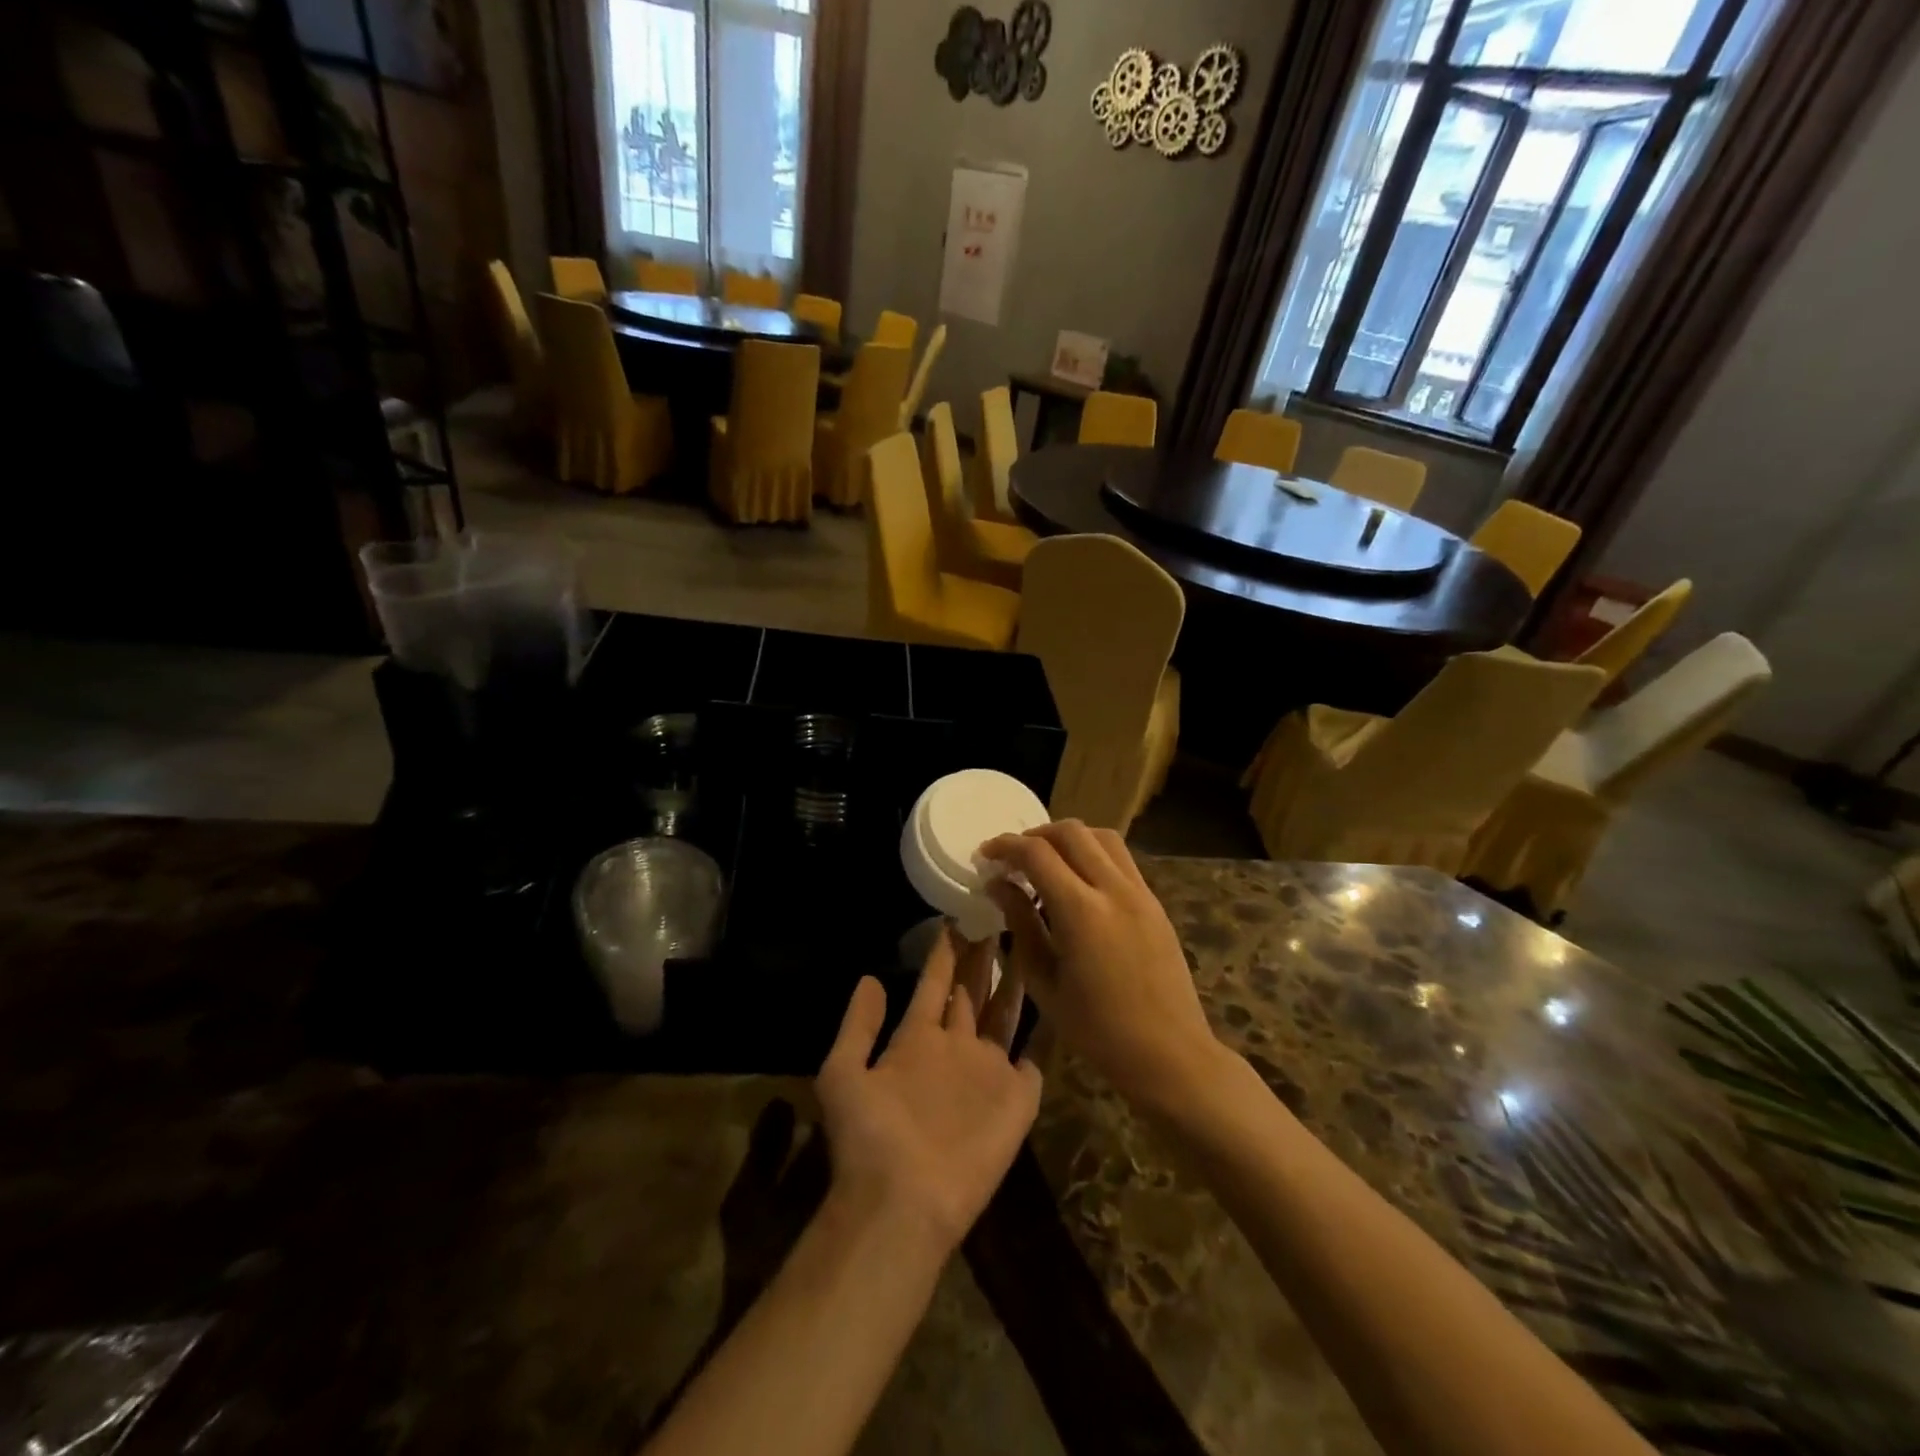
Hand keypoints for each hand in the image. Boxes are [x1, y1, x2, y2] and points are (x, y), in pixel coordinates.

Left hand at [816, 927, 1041, 1255]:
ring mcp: (989, 1070)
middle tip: (1001, 911)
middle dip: (985, 952)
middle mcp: (957, 1047)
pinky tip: (1063, 997)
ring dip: (1018, 978)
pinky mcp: (1018, 1096)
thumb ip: (858, 1025)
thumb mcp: (843, 1072)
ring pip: (1007, 1012)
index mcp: (917, 1039)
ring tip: (1032, 938)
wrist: (903, 1200)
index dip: (946, 950)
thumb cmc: (871, 1135)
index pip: (936, 983)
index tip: (957, 911)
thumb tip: (872, 977)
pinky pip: (1038, 1054)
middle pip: (975, 989)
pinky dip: (1049, 1028)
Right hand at [981, 821, 1224, 1111]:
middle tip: (1013, 857)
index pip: (1037, 854)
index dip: (1006, 846)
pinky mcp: (1155, 902)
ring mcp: (1140, 892)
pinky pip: (1120, 858)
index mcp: (1082, 912)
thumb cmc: (1098, 1030)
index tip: (986, 854)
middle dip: (1035, 834)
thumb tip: (998, 886)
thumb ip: (1021, 925)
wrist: (1170, 1053)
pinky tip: (1078, 882)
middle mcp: (1114, 889)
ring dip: (1068, 839)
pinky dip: (1093, 853)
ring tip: (1046, 861)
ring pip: (1101, 837)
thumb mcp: (1045, 983)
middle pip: (1071, 832)